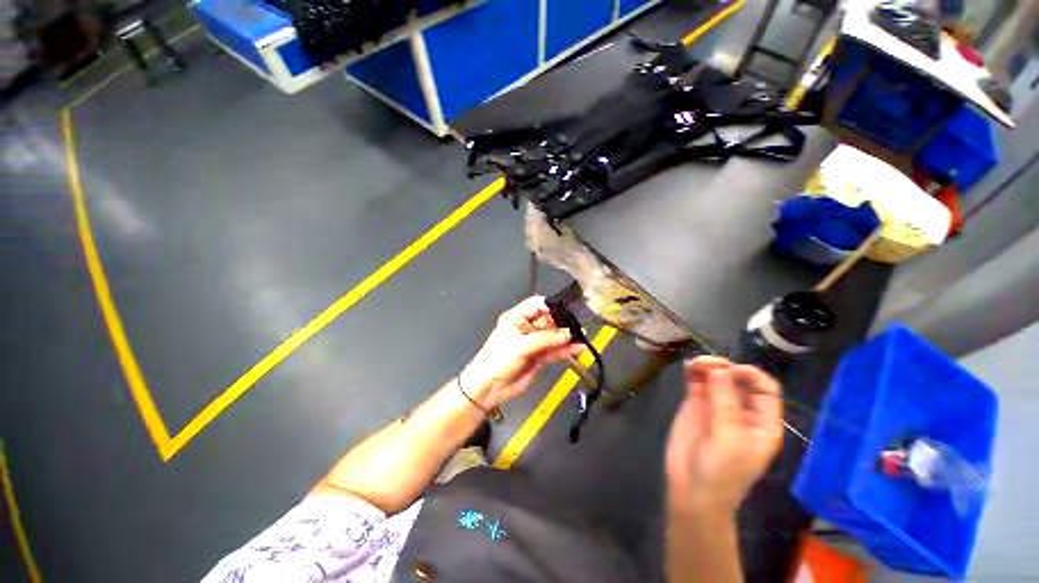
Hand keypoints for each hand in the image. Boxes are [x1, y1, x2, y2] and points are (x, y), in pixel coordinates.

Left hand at [461, 296, 585, 408]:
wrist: (489, 388)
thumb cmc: (495, 361)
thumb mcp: (520, 346)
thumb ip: (544, 339)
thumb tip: (564, 333)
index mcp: (516, 319)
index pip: (536, 305)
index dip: (550, 305)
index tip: (566, 308)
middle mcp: (526, 329)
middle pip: (548, 320)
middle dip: (562, 322)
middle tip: (577, 325)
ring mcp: (533, 343)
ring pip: (554, 337)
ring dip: (567, 337)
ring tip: (581, 337)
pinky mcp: (539, 357)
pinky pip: (555, 350)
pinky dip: (566, 350)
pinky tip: (577, 348)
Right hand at [665, 357, 782, 516]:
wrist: (691, 490)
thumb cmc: (721, 472)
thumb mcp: (729, 439)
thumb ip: (725, 403)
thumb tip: (719, 369)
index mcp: (762, 422)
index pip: (766, 390)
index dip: (752, 375)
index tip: (730, 370)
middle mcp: (741, 410)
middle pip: (739, 379)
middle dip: (725, 368)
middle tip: (706, 364)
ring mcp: (716, 406)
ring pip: (716, 377)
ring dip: (707, 366)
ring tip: (694, 364)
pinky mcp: (695, 405)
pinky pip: (696, 383)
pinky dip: (693, 372)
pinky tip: (687, 367)